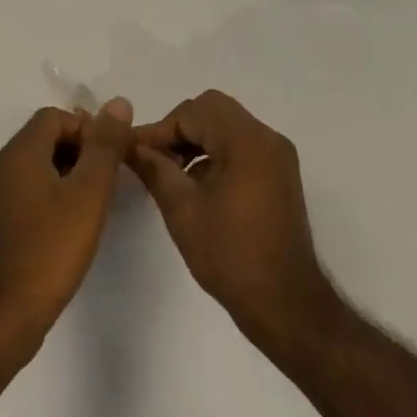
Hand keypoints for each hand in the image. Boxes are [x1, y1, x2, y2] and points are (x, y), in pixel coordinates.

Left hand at [0, 99, 132, 362]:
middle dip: (80, 149)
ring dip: (68, 172)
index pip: (55, 116)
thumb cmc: (51, 249)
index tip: (112, 156)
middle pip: (44, 138)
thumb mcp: (89, 193)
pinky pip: (28, 190)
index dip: (88, 128)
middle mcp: (1, 167)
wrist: (4, 315)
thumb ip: (105, 146)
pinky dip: (53, 193)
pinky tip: (72, 223)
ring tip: (96, 201)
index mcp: (19, 153)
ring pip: (37, 165)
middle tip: (109, 178)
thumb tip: (118, 103)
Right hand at [128, 90, 338, 352]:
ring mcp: (277, 157)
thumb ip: (154, 169)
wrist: (286, 305)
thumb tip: (130, 145)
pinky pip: (241, 147)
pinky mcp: (279, 175)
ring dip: (196, 141)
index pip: (193, 112)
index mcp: (247, 141)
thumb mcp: (183, 210)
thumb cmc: (231, 255)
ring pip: (227, 127)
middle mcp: (267, 139)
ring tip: (169, 173)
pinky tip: (195, 186)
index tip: (132, 151)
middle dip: (178, 129)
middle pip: (213, 111)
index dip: (159, 128)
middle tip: (153, 158)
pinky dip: (215, 154)